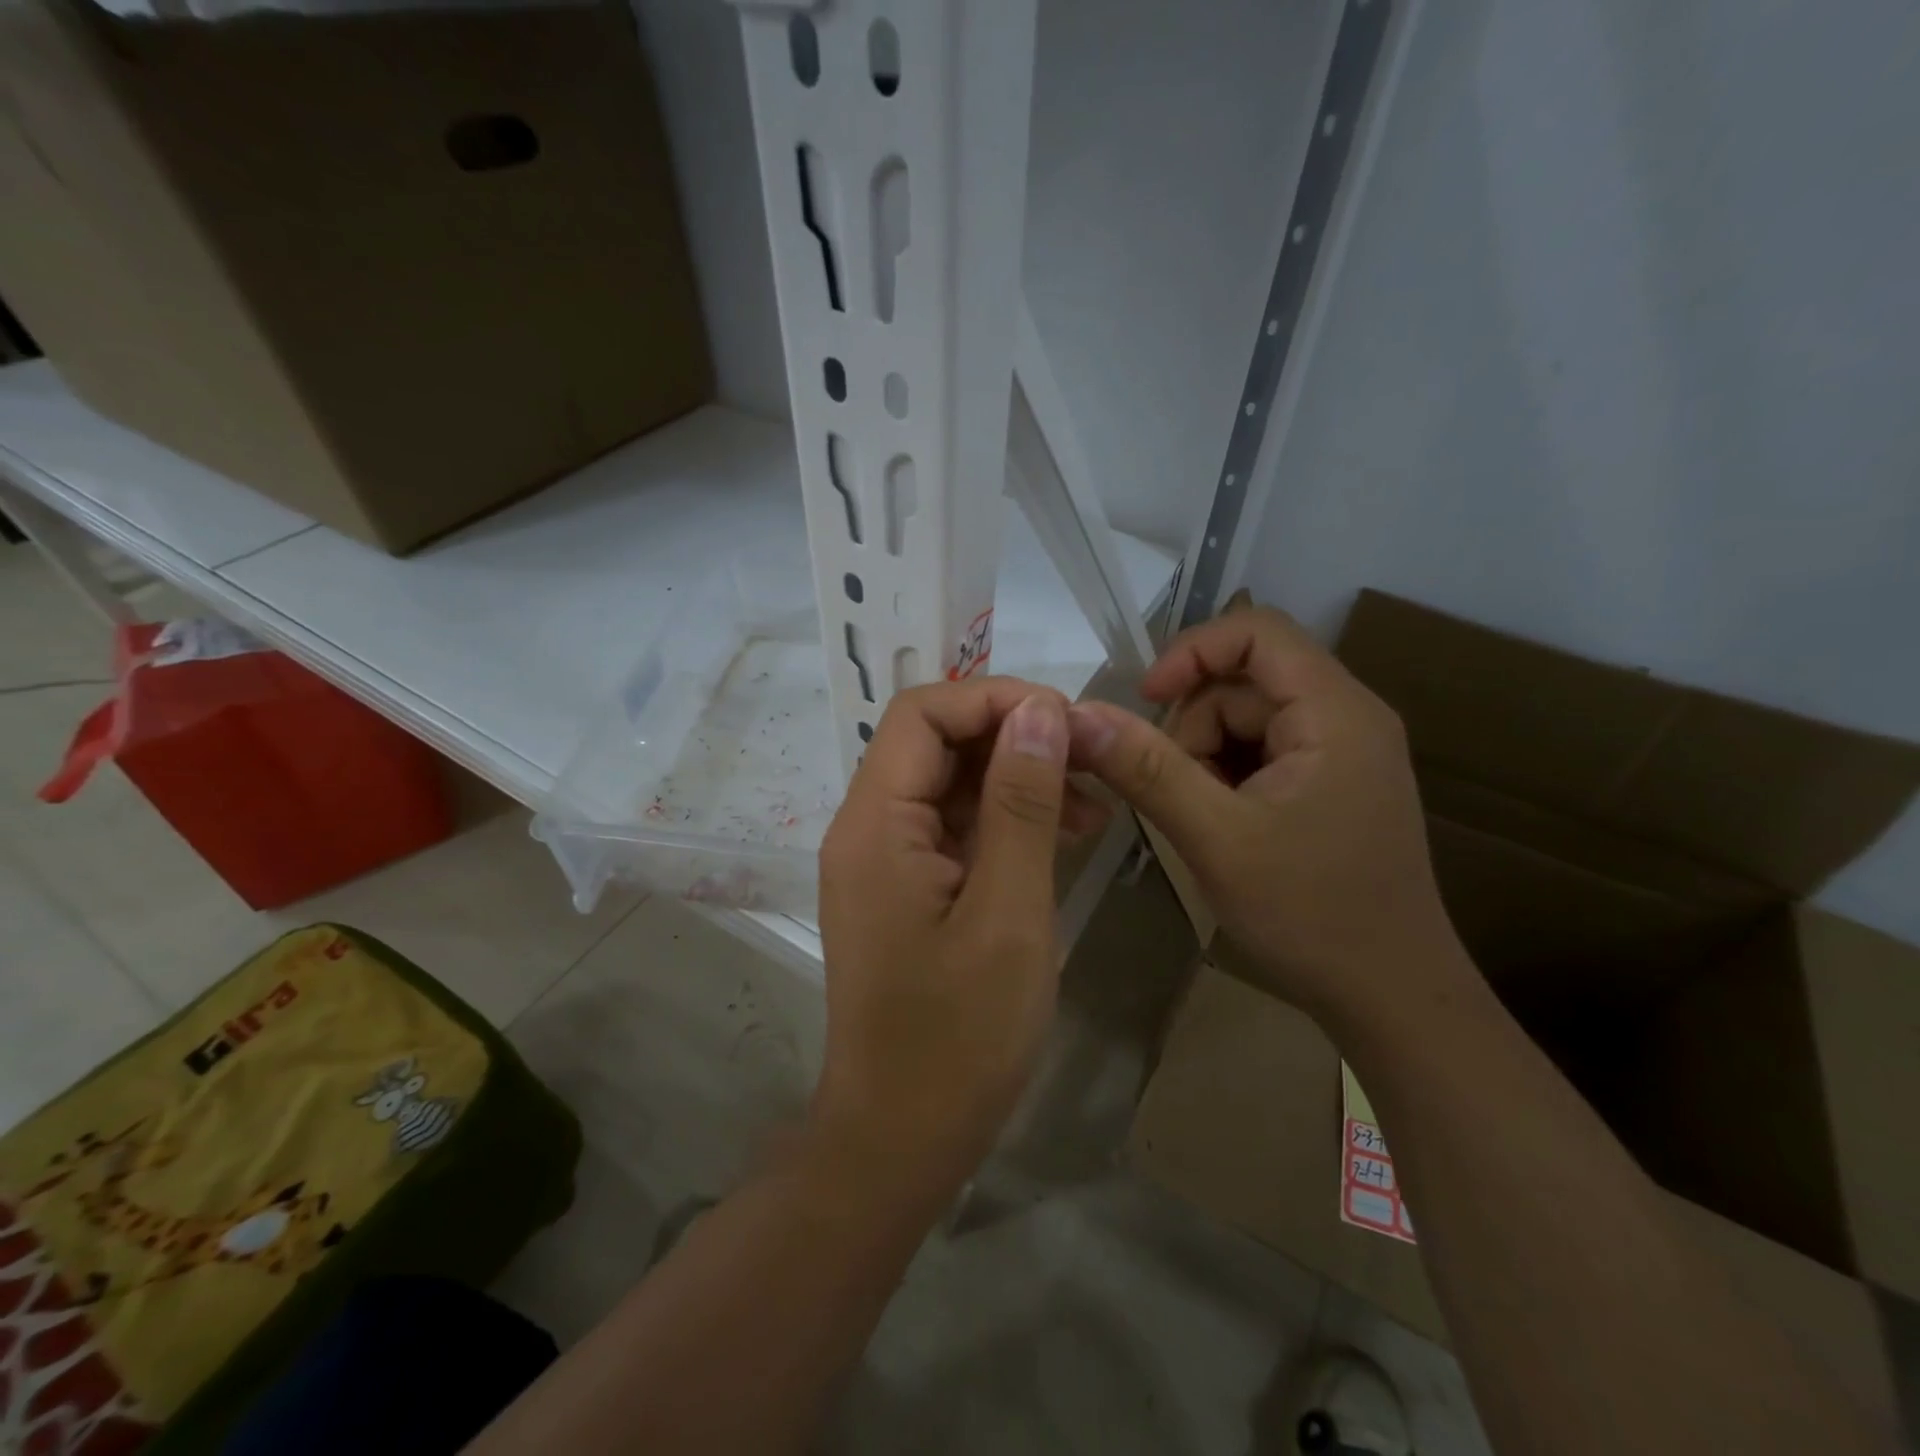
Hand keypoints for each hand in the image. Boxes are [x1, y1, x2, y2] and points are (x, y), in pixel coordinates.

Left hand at [813, 678, 1105, 1200]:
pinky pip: (953, 828)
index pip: (923, 713)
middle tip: (1091, 762)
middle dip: (1014, 738)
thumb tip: (1040, 710)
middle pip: (935, 742)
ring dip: (1016, 780)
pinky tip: (1061, 838)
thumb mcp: (1008, 912)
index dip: (994, 700)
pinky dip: (1004, 822)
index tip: (1067, 723)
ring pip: (949, 784)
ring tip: (1092, 806)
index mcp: (876, 822)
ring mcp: (884, 859)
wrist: (901, 1137)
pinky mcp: (905, 889)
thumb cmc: (958, 1037)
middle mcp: (868, 827)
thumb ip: (1021, 803)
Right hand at [1067, 603, 1468, 1025]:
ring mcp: (1342, 754)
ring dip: (1204, 758)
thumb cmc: (1312, 915)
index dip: (1191, 652)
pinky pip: (1262, 754)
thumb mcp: (1216, 838)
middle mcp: (1347, 718)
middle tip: (1174, 793)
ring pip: (1247, 721)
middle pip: (1245, 683)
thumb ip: (1147, 770)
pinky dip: (1226, 779)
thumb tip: (1079, 715)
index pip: (1257, 632)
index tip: (1144, 700)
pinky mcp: (1331, 786)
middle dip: (1193, 727)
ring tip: (1201, 821)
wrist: (1394, 999)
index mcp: (1336, 712)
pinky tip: (1222, 827)